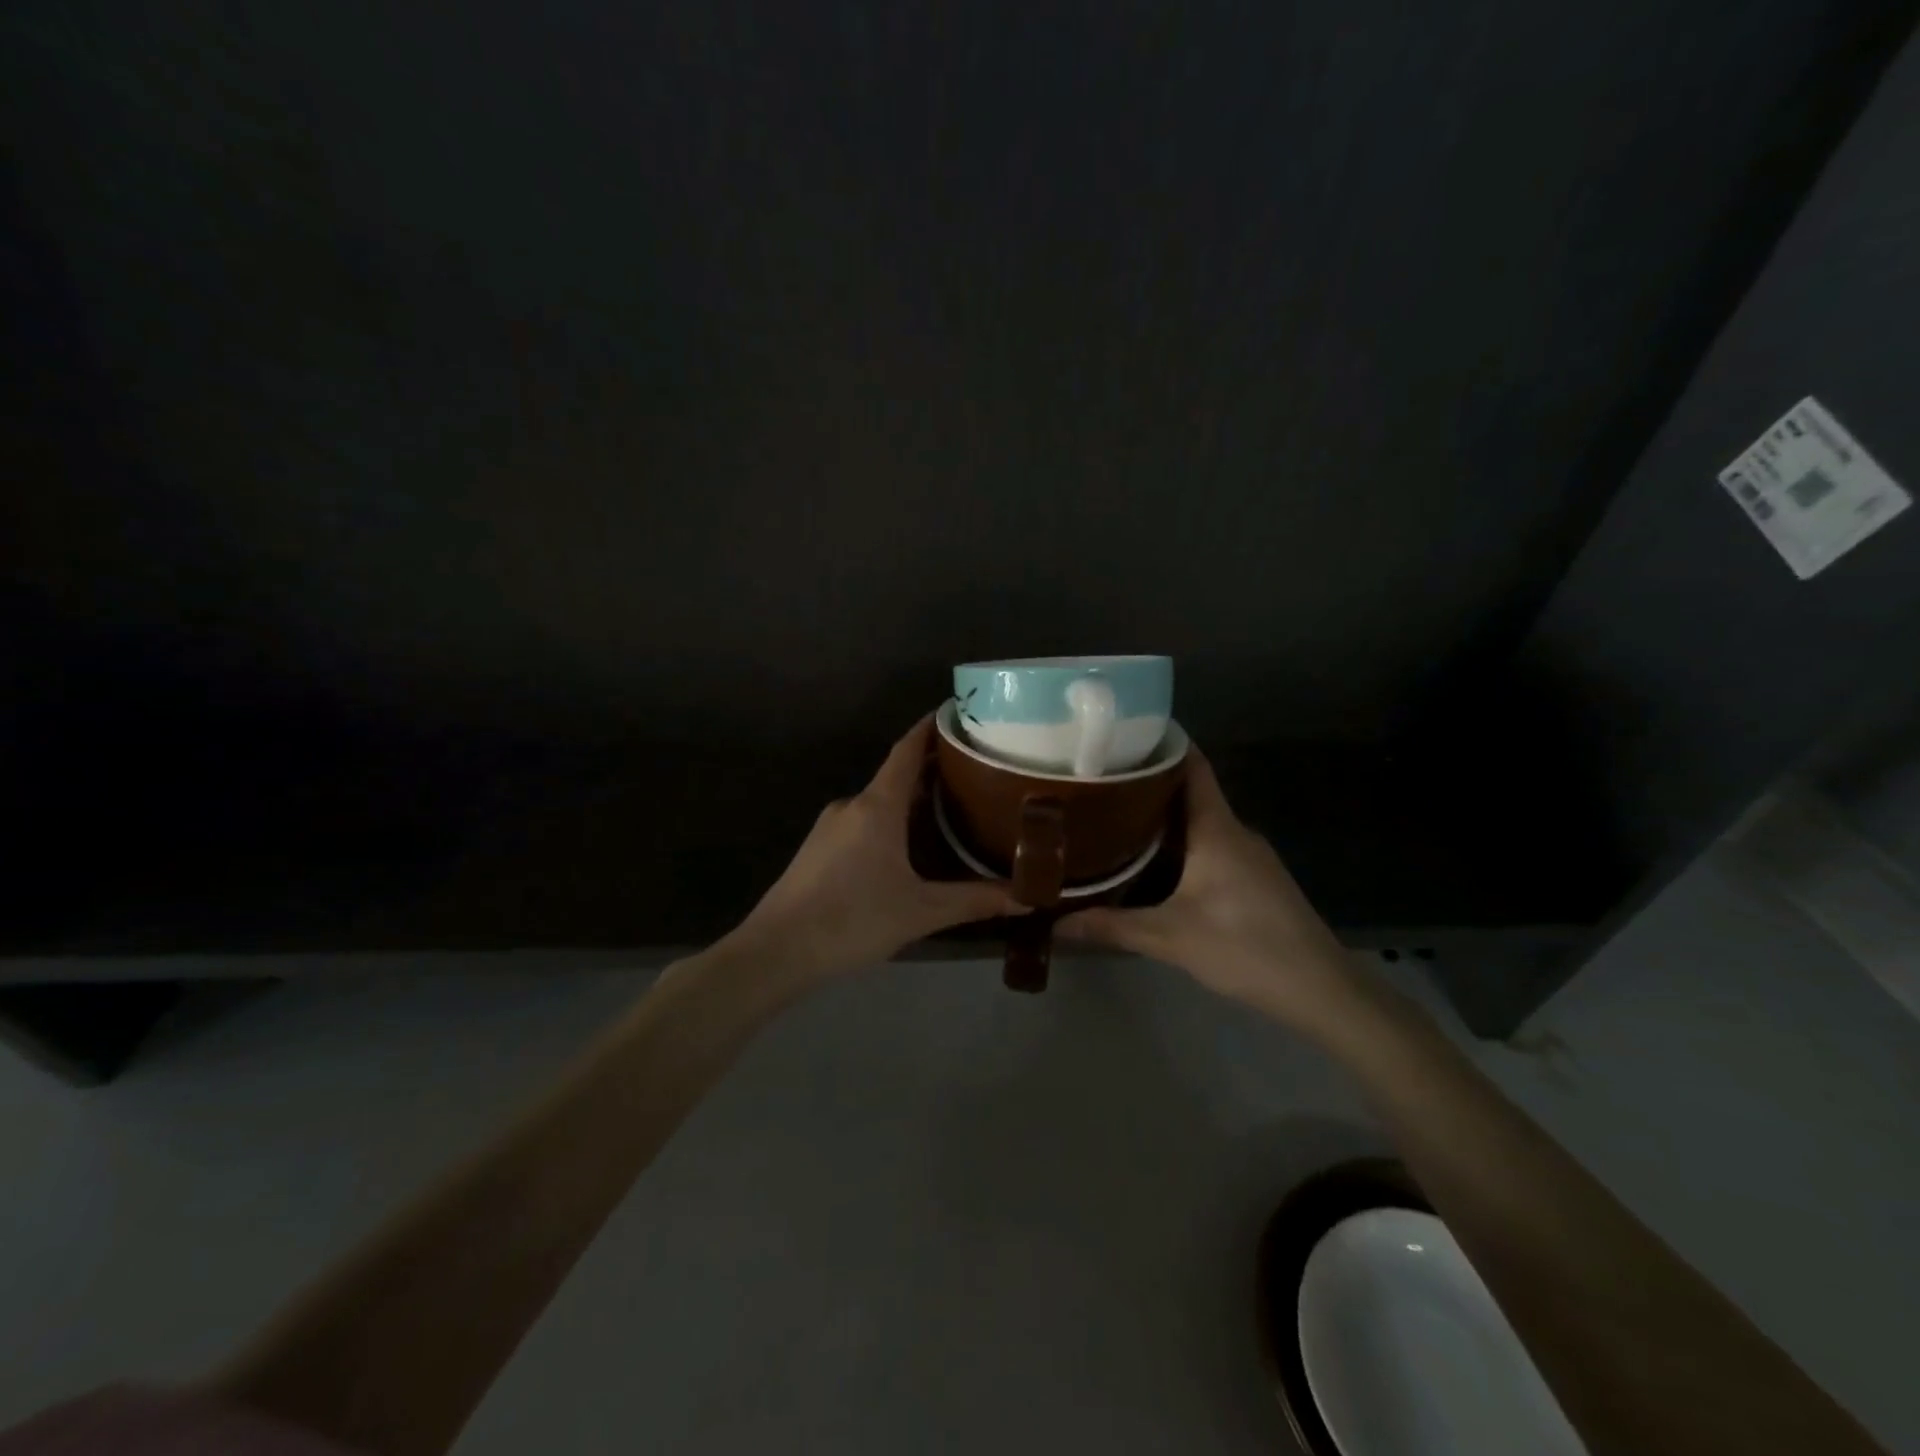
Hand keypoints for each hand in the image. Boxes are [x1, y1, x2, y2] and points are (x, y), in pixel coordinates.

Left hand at [727, 715, 1020, 978]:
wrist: (776, 951)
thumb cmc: (853, 920)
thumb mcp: (921, 912)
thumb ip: (974, 901)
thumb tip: (1027, 897)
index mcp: (877, 806)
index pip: (907, 751)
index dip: (930, 728)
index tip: (956, 712)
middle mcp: (852, 805)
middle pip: (897, 776)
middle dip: (933, 770)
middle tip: (975, 772)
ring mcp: (830, 826)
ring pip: (879, 802)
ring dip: (912, 800)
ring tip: (951, 810)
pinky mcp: (818, 849)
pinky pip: (863, 822)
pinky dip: (890, 821)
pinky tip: (909, 847)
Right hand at [1058, 749, 1362, 1033]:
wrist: (1320, 989)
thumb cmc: (1245, 948)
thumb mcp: (1170, 938)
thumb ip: (1112, 927)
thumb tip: (1056, 923)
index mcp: (1217, 829)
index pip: (1193, 767)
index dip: (1163, 744)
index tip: (1123, 734)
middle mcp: (1235, 832)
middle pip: (1190, 793)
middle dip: (1147, 785)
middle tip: (1099, 782)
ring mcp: (1250, 855)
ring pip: (1200, 822)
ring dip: (1163, 818)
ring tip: (1114, 819)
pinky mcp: (1256, 879)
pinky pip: (1212, 845)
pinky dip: (1181, 843)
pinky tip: (1154, 862)